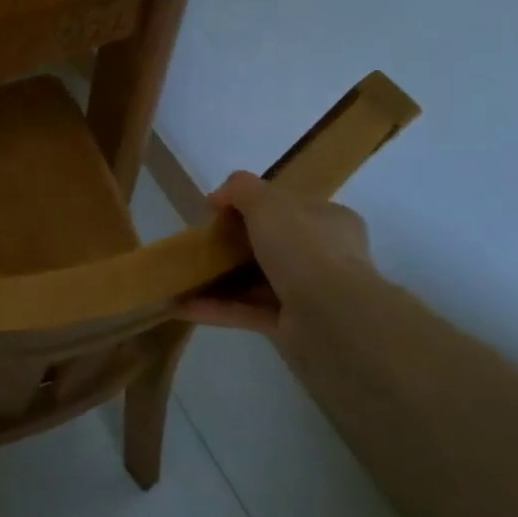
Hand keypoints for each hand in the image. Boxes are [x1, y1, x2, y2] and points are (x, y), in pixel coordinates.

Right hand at [178, 171, 375, 334]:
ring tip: (185, 275)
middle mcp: (326, 256)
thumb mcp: (267, 202)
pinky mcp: (293, 327)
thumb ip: (241, 189)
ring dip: (222, 279)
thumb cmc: (304, 248)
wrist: (333, 319)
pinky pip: (250, 312)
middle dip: (235, 245)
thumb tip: (218, 197)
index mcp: (329, 220)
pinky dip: (218, 308)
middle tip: (203, 243)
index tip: (221, 211)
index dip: (255, 205)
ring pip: (258, 281)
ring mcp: (311, 294)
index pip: (291, 207)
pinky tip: (184, 304)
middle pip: (272, 244)